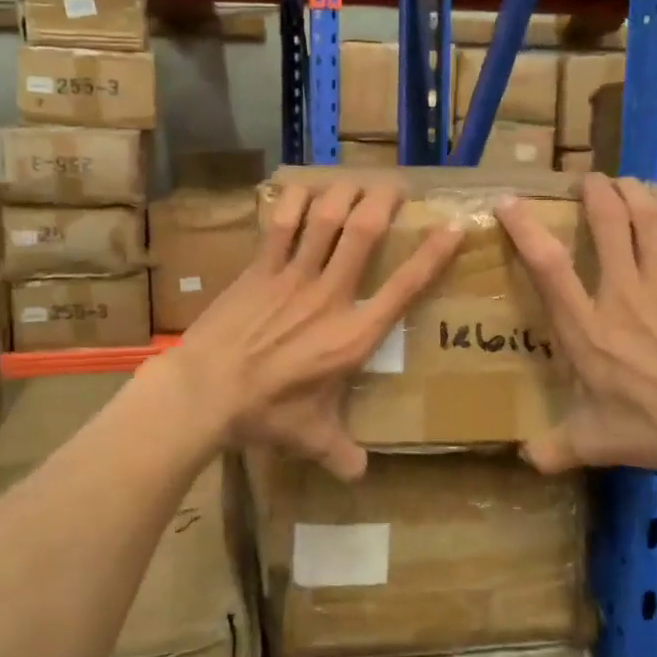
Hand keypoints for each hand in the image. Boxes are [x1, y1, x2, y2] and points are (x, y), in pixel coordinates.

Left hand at [170, 179, 462, 479]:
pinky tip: (304, 187)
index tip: (452, 227)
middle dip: (385, 202)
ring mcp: (292, 277)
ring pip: (326, 219)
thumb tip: (360, 475)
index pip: (404, 287)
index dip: (433, 254)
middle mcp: (330, 296)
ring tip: (357, 181)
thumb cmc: (264, 414)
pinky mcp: (259, 269)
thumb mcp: (310, 438)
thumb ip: (341, 453)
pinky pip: (280, 224)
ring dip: (345, 193)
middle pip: (364, 233)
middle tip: (397, 186)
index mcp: (353, 335)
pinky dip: (294, 200)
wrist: (204, 392)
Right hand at [497, 172, 656, 478]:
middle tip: (585, 181)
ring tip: (622, 181)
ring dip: (632, 191)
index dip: (525, 228)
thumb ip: (555, 448)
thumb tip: (525, 460)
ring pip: (647, 217)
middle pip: (606, 222)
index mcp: (587, 328)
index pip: (547, 265)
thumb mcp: (595, 444)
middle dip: (593, 192)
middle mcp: (622, 293)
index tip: (510, 203)